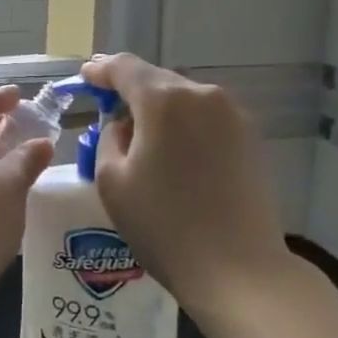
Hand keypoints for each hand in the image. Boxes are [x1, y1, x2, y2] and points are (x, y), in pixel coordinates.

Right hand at [80, 54, 288, 313]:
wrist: (240, 270)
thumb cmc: (164, 225)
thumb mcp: (112, 180)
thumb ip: (109, 138)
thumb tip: (125, 126)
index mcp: (164, 99)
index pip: (125, 68)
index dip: (101, 69)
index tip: (86, 76)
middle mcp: (202, 95)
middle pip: (157, 80)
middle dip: (130, 90)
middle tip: (107, 106)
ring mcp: (233, 115)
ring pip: (184, 99)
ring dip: (159, 109)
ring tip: (141, 135)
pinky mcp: (251, 139)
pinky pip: (206, 118)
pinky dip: (184, 125)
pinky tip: (174, 151)